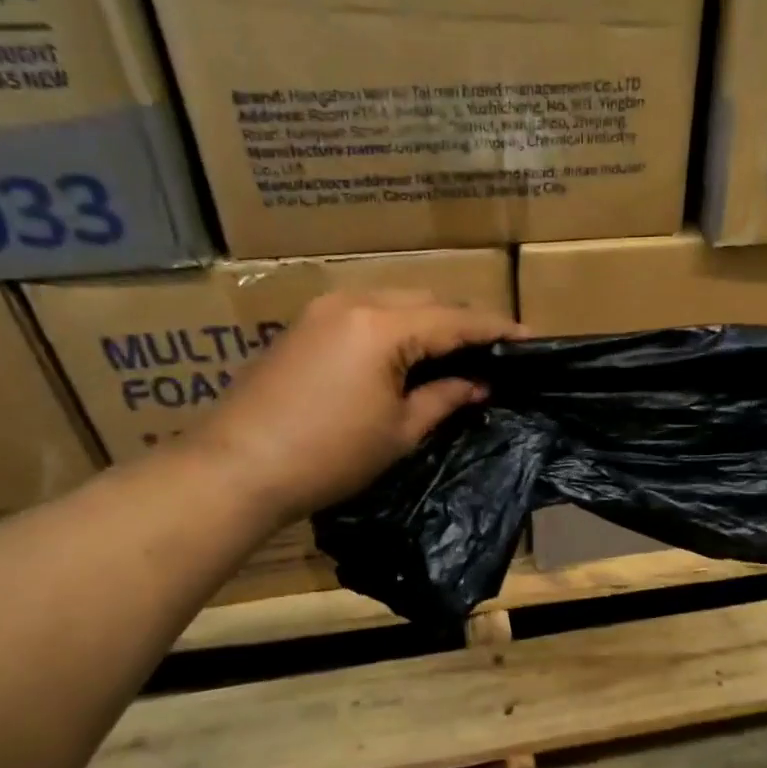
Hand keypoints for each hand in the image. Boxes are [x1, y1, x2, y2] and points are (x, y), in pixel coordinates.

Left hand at [190, 290, 521, 517]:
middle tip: (493, 349)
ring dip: (429, 320)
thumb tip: (478, 383)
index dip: (496, 329)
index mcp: (384, 326)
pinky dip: (396, 325)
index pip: (456, 319)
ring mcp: (324, 309)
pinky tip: (408, 352)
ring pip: (395, 301)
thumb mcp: (399, 431)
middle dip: (463, 320)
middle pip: (427, 300)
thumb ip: (445, 398)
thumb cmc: (328, 455)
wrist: (236, 468)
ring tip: (455, 351)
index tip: (530, 338)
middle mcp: (355, 302)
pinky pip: (366, 312)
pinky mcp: (305, 324)